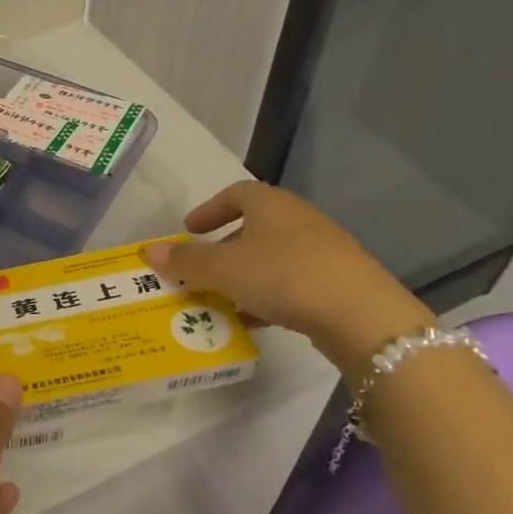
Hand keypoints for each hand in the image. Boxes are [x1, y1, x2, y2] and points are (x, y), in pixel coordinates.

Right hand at [143, 180, 432, 380]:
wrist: (364, 316)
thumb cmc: (283, 276)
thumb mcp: (223, 269)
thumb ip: (186, 261)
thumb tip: (149, 251)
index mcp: (270, 204)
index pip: (235, 194)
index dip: (209, 210)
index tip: (190, 230)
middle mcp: (298, 219)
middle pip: (255, 226)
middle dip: (225, 247)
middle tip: (203, 268)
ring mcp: (325, 250)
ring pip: (274, 256)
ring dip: (246, 274)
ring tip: (224, 298)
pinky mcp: (342, 282)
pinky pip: (294, 281)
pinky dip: (270, 294)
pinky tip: (257, 320)